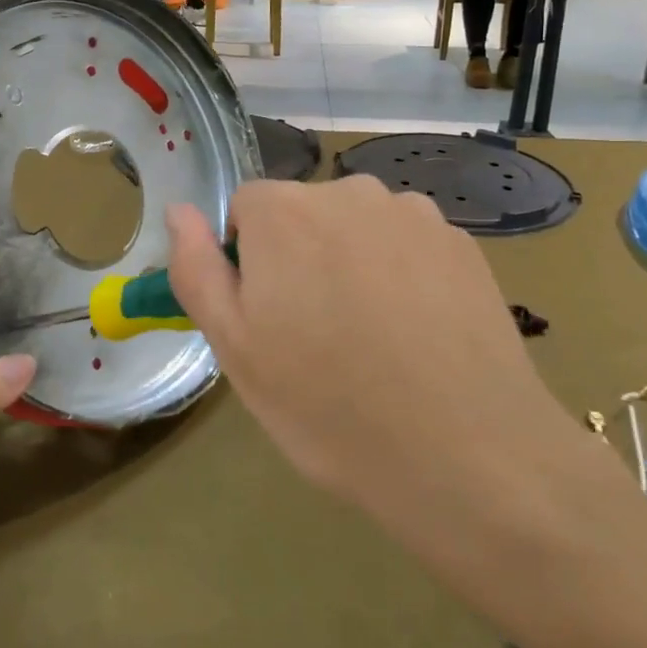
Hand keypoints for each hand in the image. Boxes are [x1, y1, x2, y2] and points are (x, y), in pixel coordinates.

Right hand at [166, 177, 646, 647]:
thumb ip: (197, 268)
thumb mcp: (236, 348)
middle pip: (304, 213)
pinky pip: (409, 246)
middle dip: (300, 258)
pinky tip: (419, 336)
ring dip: (353, 264)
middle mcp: (349, 192)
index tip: (268, 319)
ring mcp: (414, 214)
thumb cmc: (328, 405)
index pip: (245, 209)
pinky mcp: (464, 244)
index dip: (248, 262)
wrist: (468, 455)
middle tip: (317, 337)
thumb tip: (179, 210)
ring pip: (359, 229)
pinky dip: (404, 276)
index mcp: (284, 211)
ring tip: (374, 340)